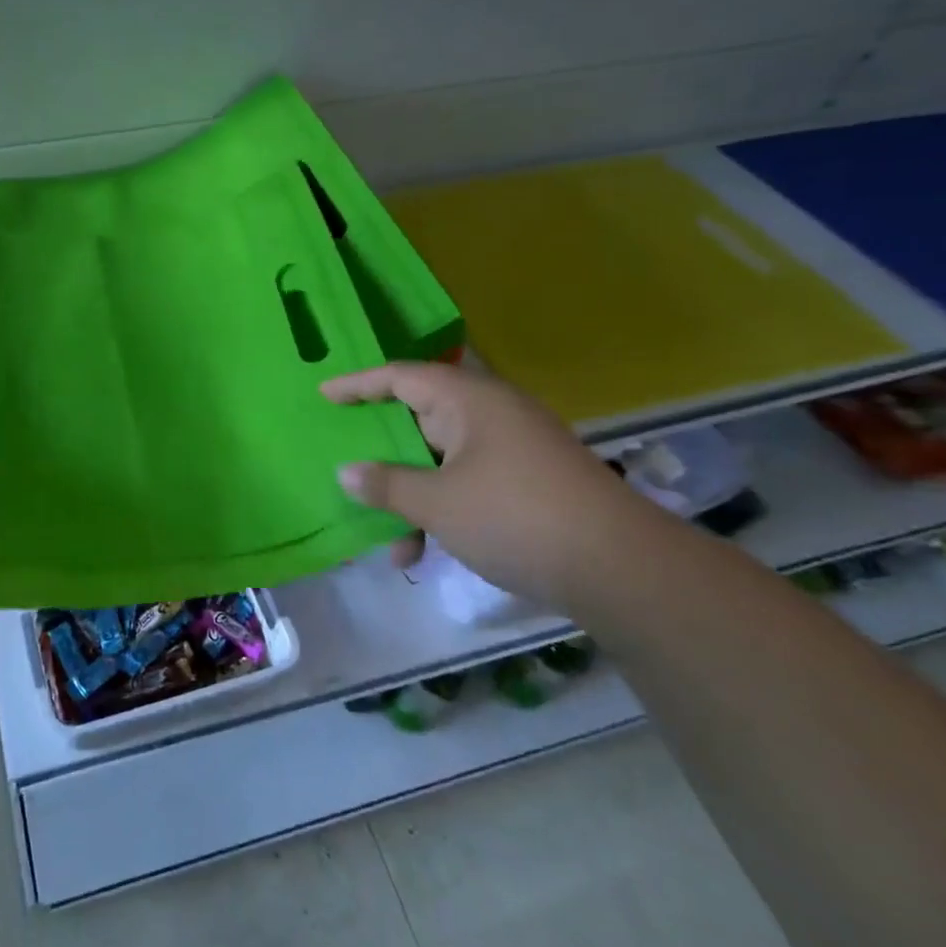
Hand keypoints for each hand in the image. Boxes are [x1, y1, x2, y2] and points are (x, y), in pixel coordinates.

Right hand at [322, 362, 664, 609]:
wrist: (622, 570)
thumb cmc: (515, 517)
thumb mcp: (437, 503)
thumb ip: (386, 485)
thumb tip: (347, 473)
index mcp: (469, 400)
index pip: (400, 376)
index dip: (358, 384)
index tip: (323, 396)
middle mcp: (491, 415)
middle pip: (419, 419)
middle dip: (382, 450)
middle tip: (345, 461)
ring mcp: (513, 450)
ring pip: (441, 460)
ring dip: (410, 494)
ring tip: (385, 536)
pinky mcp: (528, 484)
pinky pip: (467, 483)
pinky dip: (441, 509)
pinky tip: (422, 552)